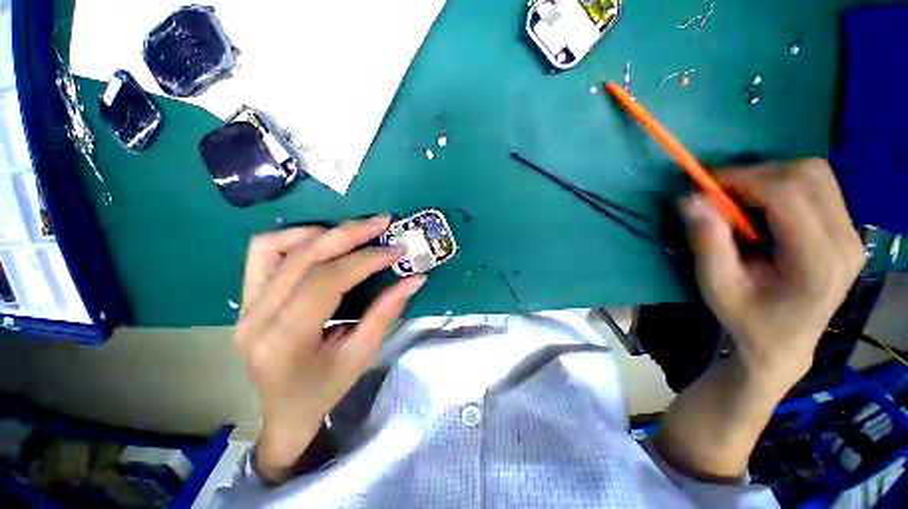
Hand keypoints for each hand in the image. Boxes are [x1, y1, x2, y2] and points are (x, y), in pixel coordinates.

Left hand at [234, 216, 425, 482]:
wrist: (283, 411)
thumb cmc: (324, 389)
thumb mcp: (361, 355)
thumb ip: (386, 312)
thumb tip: (414, 279)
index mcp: (285, 340)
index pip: (327, 281)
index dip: (365, 260)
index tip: (396, 250)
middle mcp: (257, 317)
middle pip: (304, 257)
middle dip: (349, 234)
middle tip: (382, 223)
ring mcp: (245, 305)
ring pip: (277, 246)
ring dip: (321, 232)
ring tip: (355, 232)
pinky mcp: (246, 298)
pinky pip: (262, 252)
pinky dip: (294, 237)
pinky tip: (321, 240)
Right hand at [682, 159, 862, 393]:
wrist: (783, 342)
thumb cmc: (747, 318)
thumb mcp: (716, 285)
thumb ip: (707, 241)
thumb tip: (691, 199)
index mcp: (817, 261)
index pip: (789, 194)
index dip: (744, 180)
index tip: (706, 187)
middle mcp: (845, 241)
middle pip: (807, 175)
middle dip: (757, 175)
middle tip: (722, 195)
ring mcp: (851, 233)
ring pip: (815, 174)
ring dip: (770, 177)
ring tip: (741, 201)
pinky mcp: (847, 230)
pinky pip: (818, 185)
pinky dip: (783, 184)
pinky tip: (763, 207)